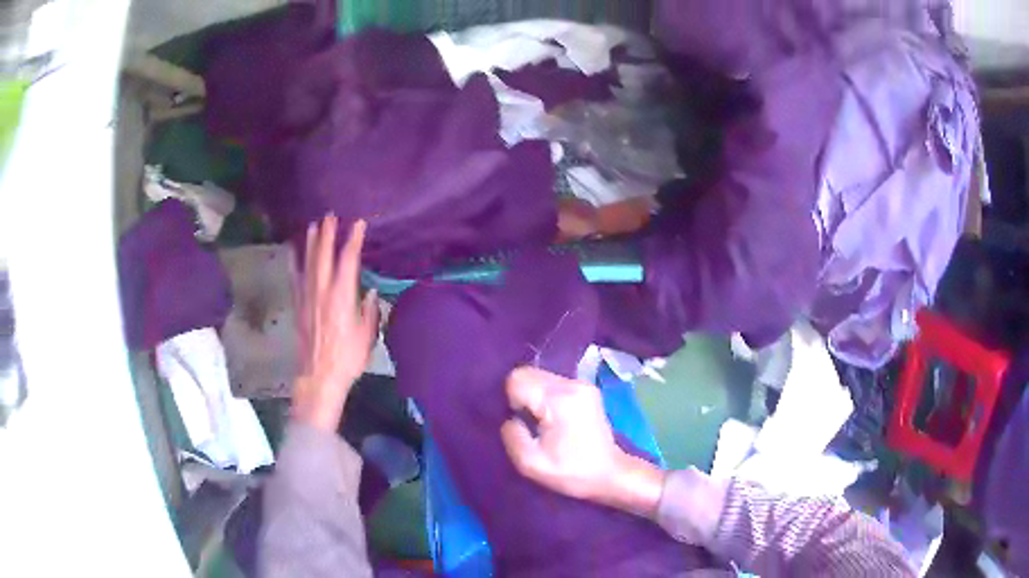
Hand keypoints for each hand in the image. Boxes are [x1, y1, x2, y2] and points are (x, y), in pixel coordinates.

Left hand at [292, 215, 379, 431]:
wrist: (319, 375)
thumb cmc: (348, 358)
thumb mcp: (367, 336)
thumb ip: (369, 311)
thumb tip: (369, 292)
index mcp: (342, 297)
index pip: (348, 261)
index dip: (353, 240)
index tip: (359, 223)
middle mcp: (323, 291)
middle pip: (324, 256)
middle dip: (328, 234)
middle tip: (330, 216)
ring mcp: (307, 297)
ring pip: (308, 263)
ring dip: (311, 243)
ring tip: (313, 226)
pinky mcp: (298, 306)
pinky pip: (295, 278)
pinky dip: (294, 263)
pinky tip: (292, 251)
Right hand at [500, 366, 664, 516]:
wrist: (610, 474)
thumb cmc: (572, 473)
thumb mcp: (531, 464)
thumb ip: (512, 436)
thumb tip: (510, 418)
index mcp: (559, 399)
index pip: (517, 379)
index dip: (512, 402)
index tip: (525, 424)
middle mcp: (572, 383)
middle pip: (528, 372)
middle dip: (522, 396)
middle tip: (532, 424)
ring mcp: (582, 383)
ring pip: (540, 376)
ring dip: (534, 396)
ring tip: (544, 423)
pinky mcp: (587, 388)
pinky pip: (553, 382)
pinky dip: (546, 397)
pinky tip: (556, 419)